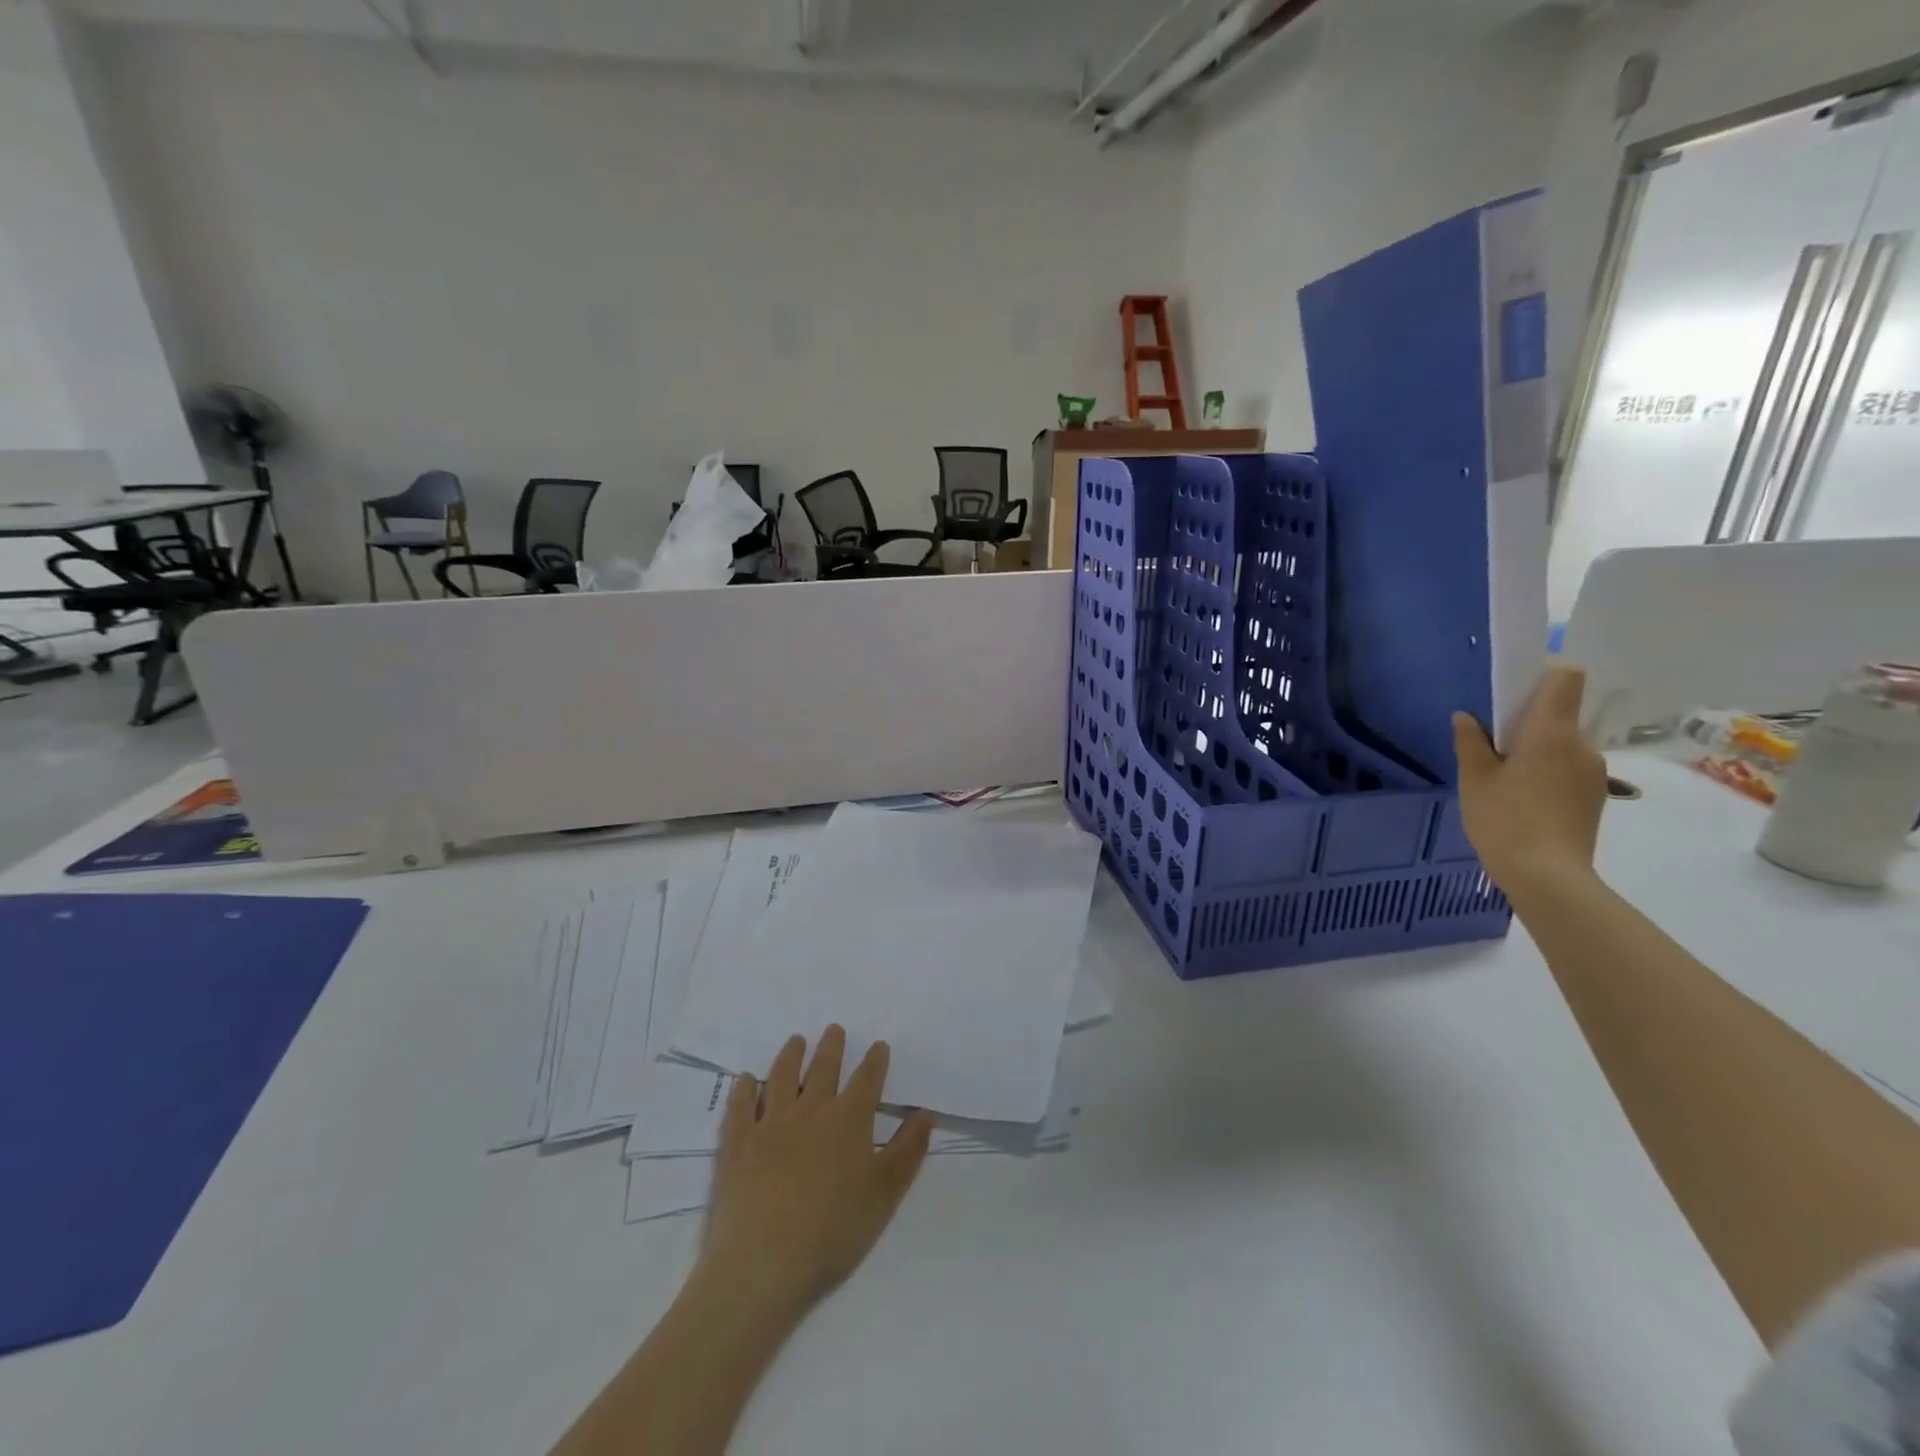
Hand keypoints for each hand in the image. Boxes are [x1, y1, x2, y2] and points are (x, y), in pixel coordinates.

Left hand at [699, 1027, 932, 1319]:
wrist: (763, 1262)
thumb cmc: (834, 1230)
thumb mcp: (885, 1194)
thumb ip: (907, 1151)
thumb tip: (925, 1114)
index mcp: (848, 1119)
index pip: (867, 1080)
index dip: (875, 1061)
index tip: (879, 1046)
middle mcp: (810, 1110)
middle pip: (823, 1069)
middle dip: (832, 1047)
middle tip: (834, 1029)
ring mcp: (770, 1123)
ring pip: (782, 1077)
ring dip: (791, 1055)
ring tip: (796, 1040)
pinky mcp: (737, 1143)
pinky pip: (741, 1106)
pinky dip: (744, 1089)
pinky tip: (746, 1079)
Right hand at [1453, 665, 1608, 898]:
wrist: (1547, 876)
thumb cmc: (1504, 819)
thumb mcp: (1474, 779)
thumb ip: (1471, 742)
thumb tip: (1467, 718)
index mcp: (1551, 732)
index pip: (1565, 679)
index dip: (1543, 676)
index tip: (1514, 693)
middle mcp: (1581, 745)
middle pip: (1559, 714)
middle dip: (1528, 722)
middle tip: (1494, 749)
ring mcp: (1593, 772)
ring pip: (1562, 745)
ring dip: (1537, 751)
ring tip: (1506, 782)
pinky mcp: (1595, 796)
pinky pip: (1568, 769)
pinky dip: (1547, 774)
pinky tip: (1524, 801)